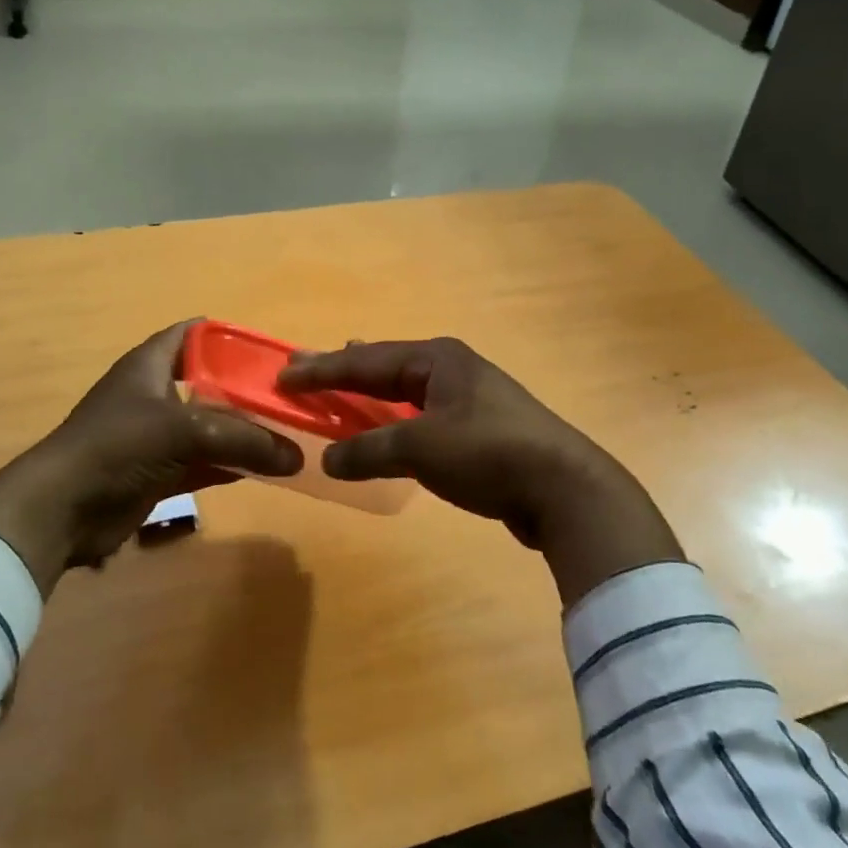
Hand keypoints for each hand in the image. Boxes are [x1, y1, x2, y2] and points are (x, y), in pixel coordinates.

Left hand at [0, 322, 302, 595]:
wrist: (62, 510)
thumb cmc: (118, 447)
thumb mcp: (184, 431)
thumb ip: (243, 439)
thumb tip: (295, 456)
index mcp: (150, 364)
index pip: (194, 334)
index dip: (230, 337)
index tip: (270, 352)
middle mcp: (154, 394)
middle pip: (209, 382)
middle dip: (247, 389)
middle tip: (289, 397)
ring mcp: (155, 436)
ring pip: (210, 427)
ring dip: (243, 432)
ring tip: (289, 433)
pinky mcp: (158, 472)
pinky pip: (204, 462)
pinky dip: (231, 465)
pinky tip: (266, 470)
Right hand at [278, 338, 683, 606]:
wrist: (563, 488)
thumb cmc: (488, 453)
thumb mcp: (421, 448)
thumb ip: (369, 451)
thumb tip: (328, 459)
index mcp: (437, 359)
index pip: (365, 361)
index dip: (322, 370)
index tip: (284, 376)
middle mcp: (451, 369)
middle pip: (384, 367)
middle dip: (344, 371)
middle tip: (304, 371)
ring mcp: (468, 398)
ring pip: (404, 391)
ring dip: (369, 394)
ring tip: (340, 385)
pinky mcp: (478, 429)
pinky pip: (419, 416)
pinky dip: (393, 420)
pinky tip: (385, 428)